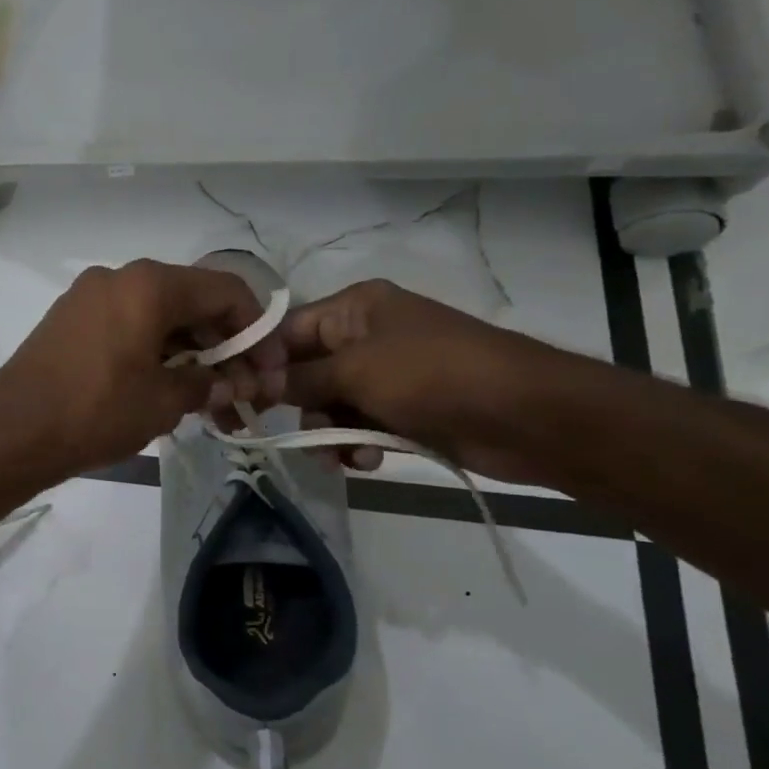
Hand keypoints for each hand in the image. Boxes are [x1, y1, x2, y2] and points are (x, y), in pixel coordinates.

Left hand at [0, 260, 286, 483]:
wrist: (11, 432)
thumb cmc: (95, 412)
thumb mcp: (163, 402)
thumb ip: (206, 383)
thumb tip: (228, 383)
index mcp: (149, 284)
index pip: (226, 291)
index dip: (257, 330)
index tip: (270, 371)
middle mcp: (118, 277)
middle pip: (191, 301)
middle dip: (224, 346)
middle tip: (243, 392)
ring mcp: (87, 296)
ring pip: (157, 316)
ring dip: (189, 353)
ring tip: (209, 401)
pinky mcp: (68, 320)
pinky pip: (126, 325)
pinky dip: (153, 351)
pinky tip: (167, 388)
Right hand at [279, 279, 578, 484]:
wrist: (528, 416)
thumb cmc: (434, 375)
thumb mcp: (356, 371)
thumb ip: (299, 379)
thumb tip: (256, 385)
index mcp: (354, 308)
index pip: (286, 331)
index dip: (262, 365)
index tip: (240, 399)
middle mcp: (365, 336)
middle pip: (304, 371)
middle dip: (298, 407)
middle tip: (289, 437)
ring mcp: (385, 374)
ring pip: (329, 405)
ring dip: (328, 433)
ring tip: (339, 457)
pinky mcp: (402, 409)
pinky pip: (359, 425)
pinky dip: (356, 444)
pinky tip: (368, 460)